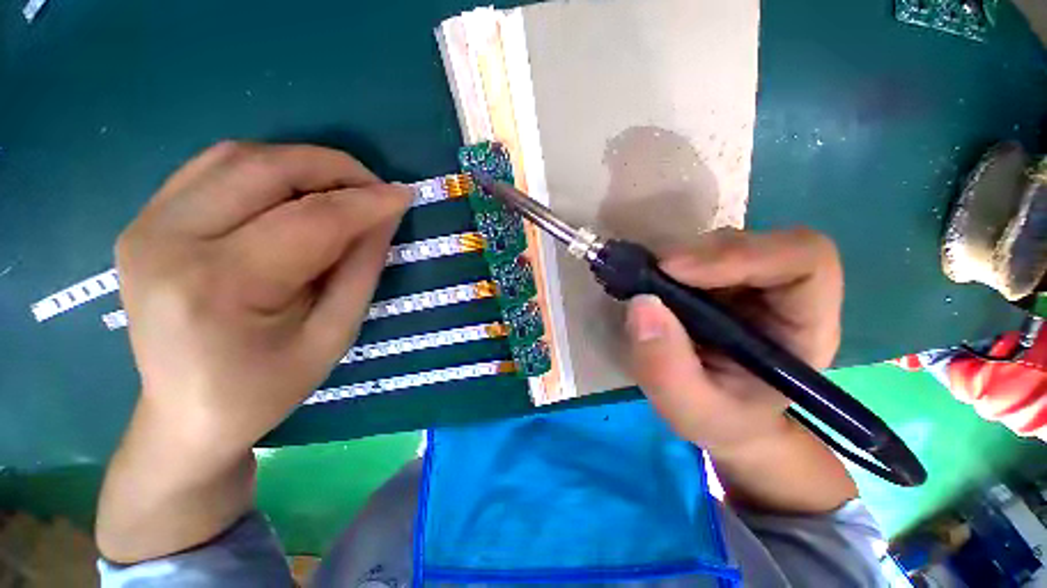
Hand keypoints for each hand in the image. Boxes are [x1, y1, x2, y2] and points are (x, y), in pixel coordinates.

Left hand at [117, 141, 410, 453]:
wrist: (185, 413)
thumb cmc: (267, 388)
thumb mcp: (333, 335)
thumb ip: (362, 269)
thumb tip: (385, 216)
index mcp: (219, 286)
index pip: (310, 220)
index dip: (366, 202)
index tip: (405, 195)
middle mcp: (169, 241)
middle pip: (264, 169)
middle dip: (334, 168)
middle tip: (376, 188)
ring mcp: (148, 224)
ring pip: (236, 156)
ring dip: (302, 163)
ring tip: (344, 190)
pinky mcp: (146, 220)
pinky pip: (214, 168)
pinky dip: (267, 168)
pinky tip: (297, 192)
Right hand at [625, 228, 842, 455]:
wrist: (725, 418)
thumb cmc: (722, 420)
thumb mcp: (691, 410)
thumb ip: (666, 367)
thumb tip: (641, 303)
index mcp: (804, 326)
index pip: (804, 260)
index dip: (741, 255)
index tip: (675, 271)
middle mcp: (784, 294)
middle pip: (754, 244)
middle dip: (696, 256)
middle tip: (649, 277)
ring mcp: (751, 283)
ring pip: (720, 244)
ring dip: (678, 259)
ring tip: (647, 286)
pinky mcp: (720, 281)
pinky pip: (697, 255)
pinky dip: (668, 264)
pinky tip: (651, 285)